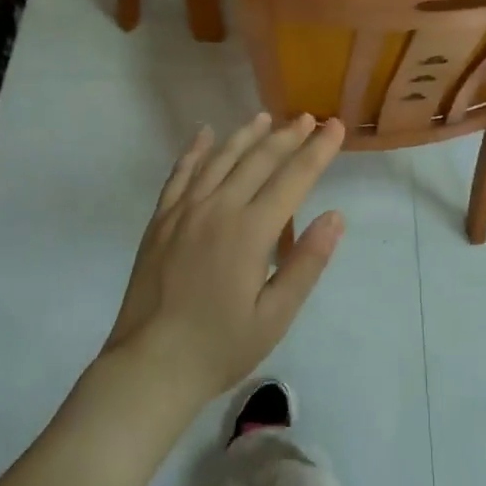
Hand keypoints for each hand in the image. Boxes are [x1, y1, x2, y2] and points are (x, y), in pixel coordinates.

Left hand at [102, 112, 345, 411]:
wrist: (149, 367)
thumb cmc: (220, 347)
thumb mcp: (275, 316)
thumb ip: (307, 263)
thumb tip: (335, 216)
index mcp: (250, 231)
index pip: (293, 179)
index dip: (318, 151)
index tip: (335, 126)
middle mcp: (218, 209)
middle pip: (259, 160)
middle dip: (288, 136)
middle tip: (308, 118)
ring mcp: (185, 211)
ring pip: (221, 158)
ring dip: (246, 135)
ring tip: (266, 117)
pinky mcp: (161, 220)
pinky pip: (181, 173)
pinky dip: (195, 150)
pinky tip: (205, 133)